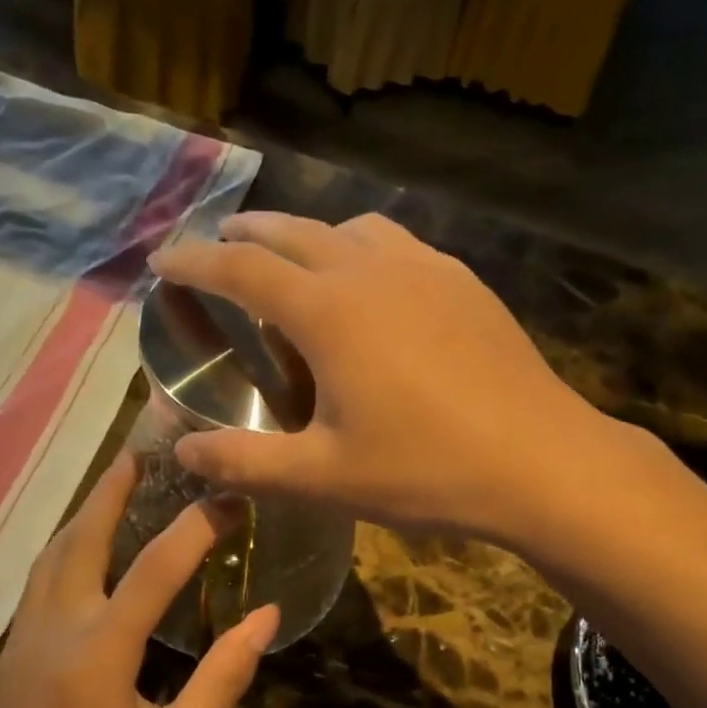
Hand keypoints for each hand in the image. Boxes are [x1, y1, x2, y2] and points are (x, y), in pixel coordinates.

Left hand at [0, 452, 277, 707]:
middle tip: (142, 450)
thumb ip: (222, 678)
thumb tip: (266, 617)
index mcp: (97, 655)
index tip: (228, 497)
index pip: (155, 569)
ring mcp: (20, 645)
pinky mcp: (8, 662)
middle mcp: (51, 634)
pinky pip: (37, 586)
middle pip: (79, 541)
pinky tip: (87, 551)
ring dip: (83, 517)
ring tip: (116, 486)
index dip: (196, 527)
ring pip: (48, 559)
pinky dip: (65, 552)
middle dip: (111, 491)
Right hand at [147, 212, 614, 542]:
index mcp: (328, 312)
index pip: (241, 270)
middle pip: (293, 232)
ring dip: (310, 235)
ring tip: (295, 261)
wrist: (542, 462)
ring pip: (350, 229)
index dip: (195, 262)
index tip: (163, 260)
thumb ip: (246, 462)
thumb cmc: (425, 470)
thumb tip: (181, 450)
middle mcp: (371, 271)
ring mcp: (425, 269)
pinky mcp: (465, 282)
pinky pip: (399, 245)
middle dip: (247, 234)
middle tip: (219, 243)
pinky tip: (375, 283)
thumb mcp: (324, 477)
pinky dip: (364, 249)